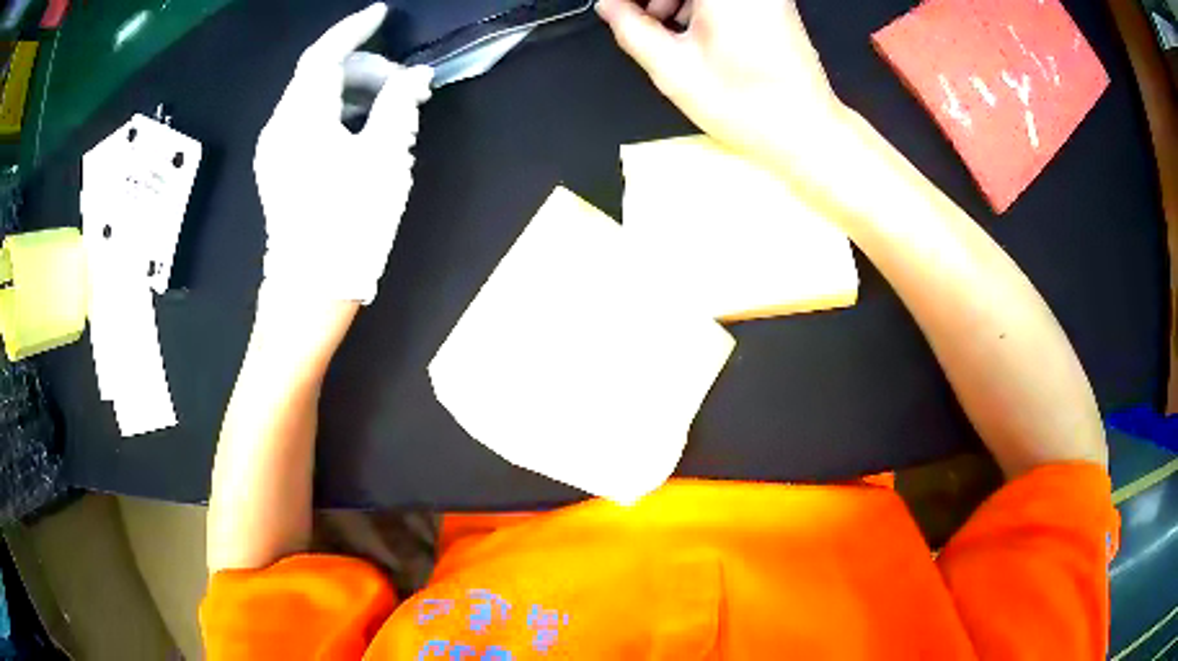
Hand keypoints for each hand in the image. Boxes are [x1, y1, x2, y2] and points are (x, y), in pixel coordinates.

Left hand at [255, 3, 432, 304]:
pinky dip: (336, 113)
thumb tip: (414, 76)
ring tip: (390, 112)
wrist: (310, 289)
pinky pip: (306, 122)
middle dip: (364, 68)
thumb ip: (399, 105)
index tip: (382, 14)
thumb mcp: (384, 158)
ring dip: (353, 92)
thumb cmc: (349, 223)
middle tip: (405, 87)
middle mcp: (279, 127)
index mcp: (302, 119)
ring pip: (313, 98)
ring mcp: (274, 149)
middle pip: (319, 75)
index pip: (324, 54)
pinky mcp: (278, 168)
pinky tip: (361, 131)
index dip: (354, 29)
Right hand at [596, 0, 846, 167]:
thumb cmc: (746, 105)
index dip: (641, 2)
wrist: (805, 130)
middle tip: (644, 22)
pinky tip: (695, 32)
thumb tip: (609, 6)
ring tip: (669, 32)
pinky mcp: (773, 4)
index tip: (622, 11)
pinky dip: (700, 5)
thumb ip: (631, 28)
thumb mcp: (673, 69)